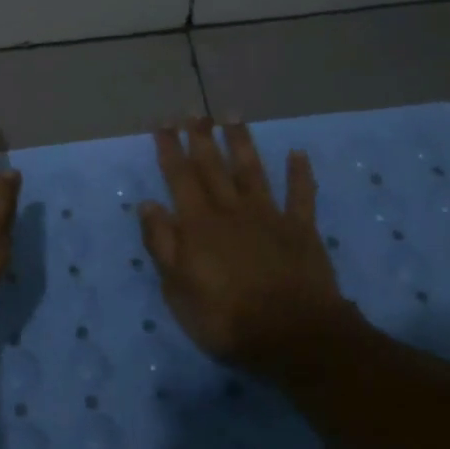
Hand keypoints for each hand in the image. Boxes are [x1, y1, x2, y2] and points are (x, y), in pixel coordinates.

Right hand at [138, 118, 366, 370]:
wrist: (294, 336)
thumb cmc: (226, 319)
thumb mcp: (177, 289)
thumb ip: (162, 244)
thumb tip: (148, 204)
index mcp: (198, 224)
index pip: (179, 177)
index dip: (169, 149)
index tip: (162, 124)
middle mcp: (231, 211)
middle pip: (213, 167)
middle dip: (200, 137)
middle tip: (193, 112)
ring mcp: (269, 217)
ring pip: (252, 171)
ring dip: (241, 143)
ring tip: (232, 117)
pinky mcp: (301, 230)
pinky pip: (301, 195)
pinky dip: (299, 173)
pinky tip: (297, 153)